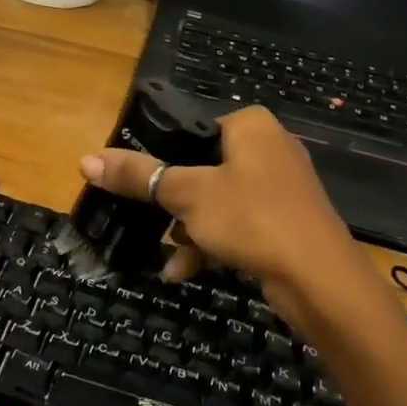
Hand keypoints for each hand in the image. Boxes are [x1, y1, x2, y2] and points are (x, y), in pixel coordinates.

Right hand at [79, 106, 365, 316]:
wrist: (320, 280)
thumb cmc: (252, 218)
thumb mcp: (187, 194)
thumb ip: (138, 176)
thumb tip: (85, 161)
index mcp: (249, 125)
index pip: (190, 129)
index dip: (158, 156)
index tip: (133, 183)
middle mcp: (268, 147)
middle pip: (200, 167)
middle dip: (172, 202)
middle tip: (146, 219)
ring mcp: (280, 186)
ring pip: (217, 200)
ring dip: (187, 228)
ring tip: (168, 254)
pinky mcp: (285, 220)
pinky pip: (237, 223)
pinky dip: (211, 243)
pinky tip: (184, 271)